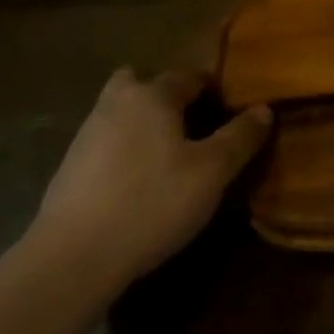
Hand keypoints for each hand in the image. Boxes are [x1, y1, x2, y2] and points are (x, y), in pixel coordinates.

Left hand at [31, 69, 271, 282]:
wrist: (73, 257)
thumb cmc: (152, 203)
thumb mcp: (212, 173)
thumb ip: (240, 137)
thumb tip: (263, 109)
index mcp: (152, 94)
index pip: (189, 77)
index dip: (213, 90)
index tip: (231, 111)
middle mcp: (116, 102)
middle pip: (142, 82)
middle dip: (165, 96)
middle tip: (190, 126)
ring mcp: (87, 133)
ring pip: (121, 111)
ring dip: (142, 123)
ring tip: (168, 158)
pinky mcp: (69, 166)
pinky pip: (106, 142)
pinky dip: (123, 150)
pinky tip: (137, 183)